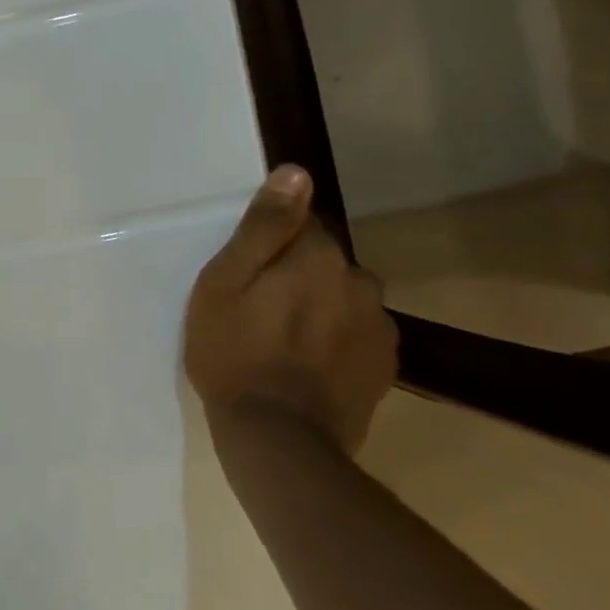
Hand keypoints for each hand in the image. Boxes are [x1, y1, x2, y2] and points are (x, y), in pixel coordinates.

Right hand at [185, 165, 397, 455]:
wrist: (278, 437)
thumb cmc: (234, 353)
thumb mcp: (224, 283)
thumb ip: (263, 227)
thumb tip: (296, 172)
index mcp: (317, 256)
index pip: (300, 224)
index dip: (270, 245)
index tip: (247, 274)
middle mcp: (359, 281)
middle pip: (324, 261)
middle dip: (296, 275)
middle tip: (257, 311)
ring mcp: (379, 325)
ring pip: (342, 297)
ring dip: (319, 307)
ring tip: (282, 342)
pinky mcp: (385, 364)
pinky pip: (357, 333)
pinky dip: (336, 340)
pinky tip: (308, 365)